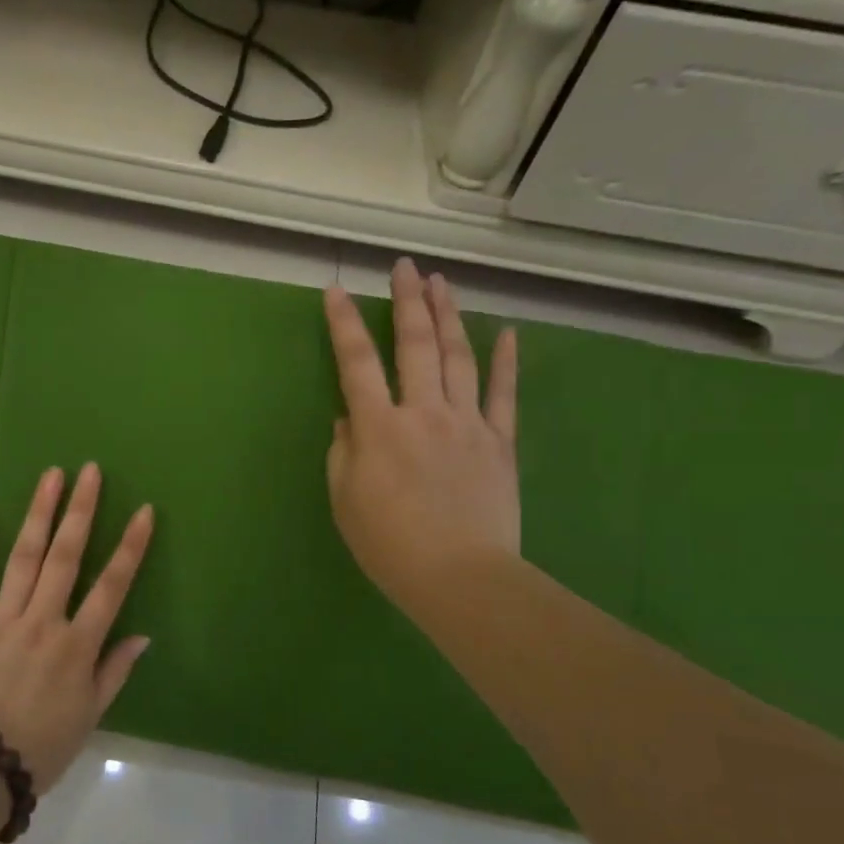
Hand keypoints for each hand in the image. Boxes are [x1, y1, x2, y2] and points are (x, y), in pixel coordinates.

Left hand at [0, 464, 154, 791]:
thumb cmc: (37, 748)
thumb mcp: (88, 717)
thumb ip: (113, 672)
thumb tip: (142, 635)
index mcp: (76, 645)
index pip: (112, 586)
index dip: (131, 546)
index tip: (143, 510)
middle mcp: (42, 621)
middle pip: (67, 556)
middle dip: (81, 511)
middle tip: (90, 470)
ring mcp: (0, 618)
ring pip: (24, 556)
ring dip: (39, 513)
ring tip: (51, 476)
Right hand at [323, 259, 519, 630]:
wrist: (460, 577)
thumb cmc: (389, 544)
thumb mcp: (344, 501)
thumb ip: (343, 453)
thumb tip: (350, 420)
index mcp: (378, 428)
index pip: (356, 364)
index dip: (343, 324)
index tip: (336, 291)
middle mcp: (423, 412)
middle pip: (415, 345)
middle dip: (408, 301)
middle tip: (406, 267)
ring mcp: (467, 424)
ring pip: (458, 358)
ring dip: (449, 317)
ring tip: (443, 283)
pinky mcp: (499, 443)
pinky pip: (503, 396)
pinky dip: (506, 363)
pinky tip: (507, 333)